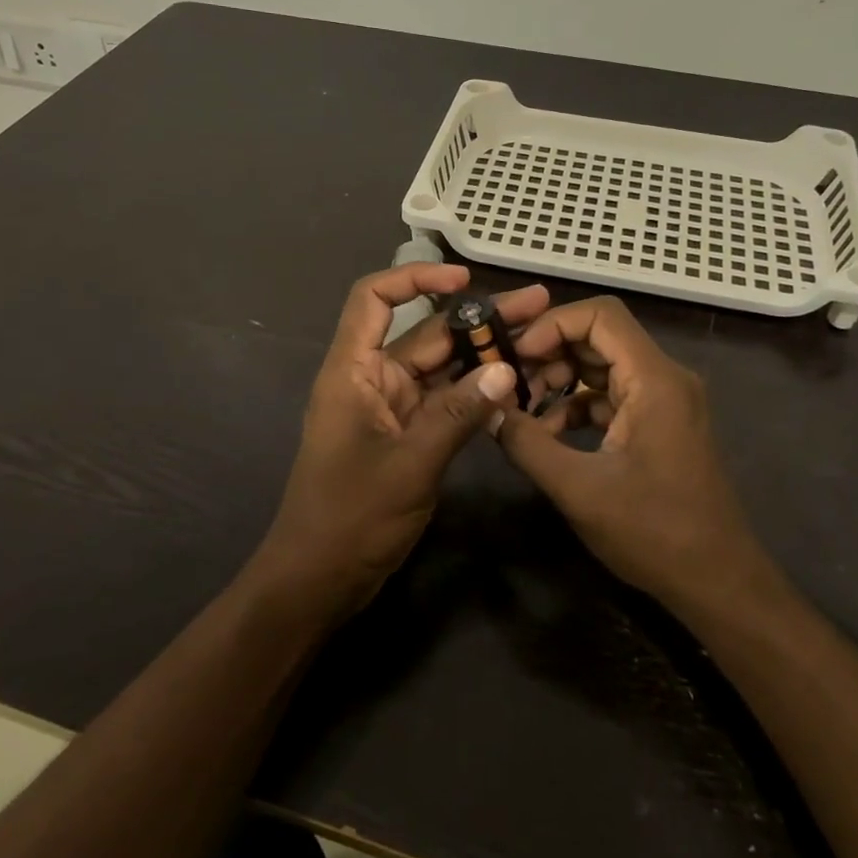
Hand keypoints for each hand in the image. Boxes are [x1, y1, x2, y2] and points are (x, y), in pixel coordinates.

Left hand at [248, 264, 545, 621]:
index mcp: (353, 371)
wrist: (319, 579)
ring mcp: (391, 409)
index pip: (375, 299)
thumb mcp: (410, 463)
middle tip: (537, 306)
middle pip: (424, 333)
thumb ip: (459, 414)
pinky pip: (445, 402)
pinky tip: (516, 386)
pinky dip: (475, 393)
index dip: (415, 278)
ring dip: (483, 354)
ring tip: (538, 339)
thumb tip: (505, 369)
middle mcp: (372, 380)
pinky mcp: (407, 437)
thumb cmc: (351, 517)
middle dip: (477, 318)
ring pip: (441, 368)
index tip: (465, 279)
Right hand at [495, 296, 779, 617]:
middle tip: (507, 379)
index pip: (600, 315)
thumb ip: (527, 443)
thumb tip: (488, 409)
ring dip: (559, 380)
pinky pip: (610, 395)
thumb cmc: (653, 532)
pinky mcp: (658, 423)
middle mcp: (663, 377)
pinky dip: (576, 405)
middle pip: (598, 336)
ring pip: (602, 365)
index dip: (552, 324)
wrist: (717, 581)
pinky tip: (547, 434)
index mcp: (654, 379)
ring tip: (521, 410)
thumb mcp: (578, 488)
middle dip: (549, 352)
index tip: (514, 354)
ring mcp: (663, 400)